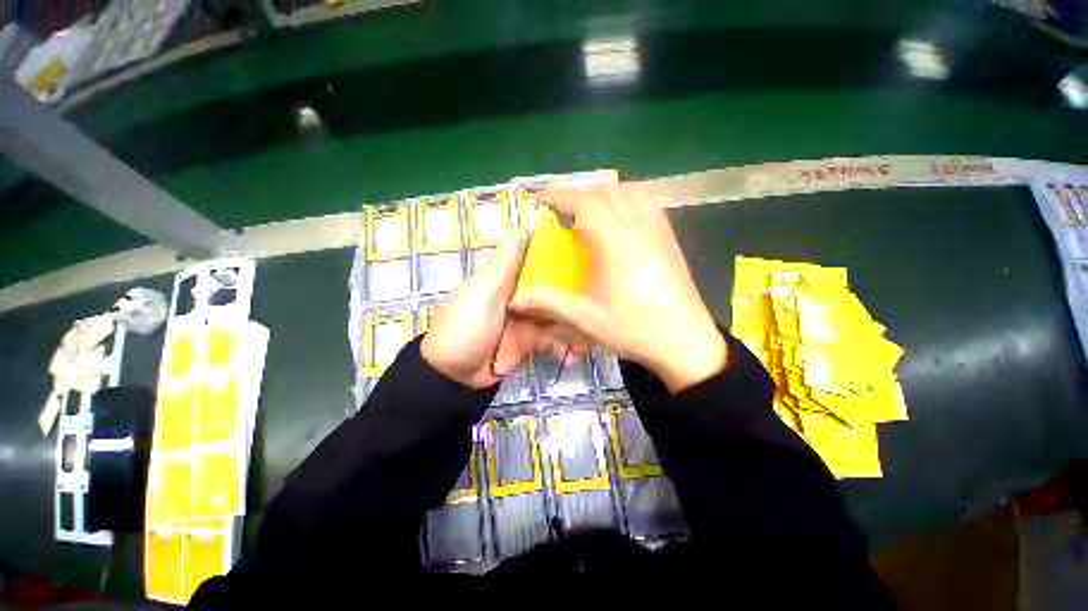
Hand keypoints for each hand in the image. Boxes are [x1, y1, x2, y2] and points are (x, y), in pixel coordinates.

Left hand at [421, 232, 591, 388]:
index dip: (563, 262)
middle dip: (575, 301)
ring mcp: (526, 321)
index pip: (540, 264)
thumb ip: (502, 265)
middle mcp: (520, 297)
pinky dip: (564, 346)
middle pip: (554, 293)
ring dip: (574, 328)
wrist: (454, 376)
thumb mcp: (482, 293)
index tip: (590, 263)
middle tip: (597, 310)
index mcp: (508, 280)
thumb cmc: (467, 327)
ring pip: (557, 318)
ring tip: (588, 341)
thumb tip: (513, 226)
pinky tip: (574, 353)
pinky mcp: (530, 342)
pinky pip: (552, 340)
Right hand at [509, 184, 726, 392]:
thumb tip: (515, 299)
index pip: (586, 203)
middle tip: (559, 212)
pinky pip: (647, 203)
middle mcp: (639, 228)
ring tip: (588, 212)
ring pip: (630, 192)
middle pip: (607, 192)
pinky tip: (618, 221)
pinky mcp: (670, 238)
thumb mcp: (587, 319)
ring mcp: (659, 231)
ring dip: (604, 194)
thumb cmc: (635, 330)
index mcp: (617, 245)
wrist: (685, 342)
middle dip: (578, 195)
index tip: (539, 202)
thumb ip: (549, 303)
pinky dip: (627, 200)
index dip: (559, 196)